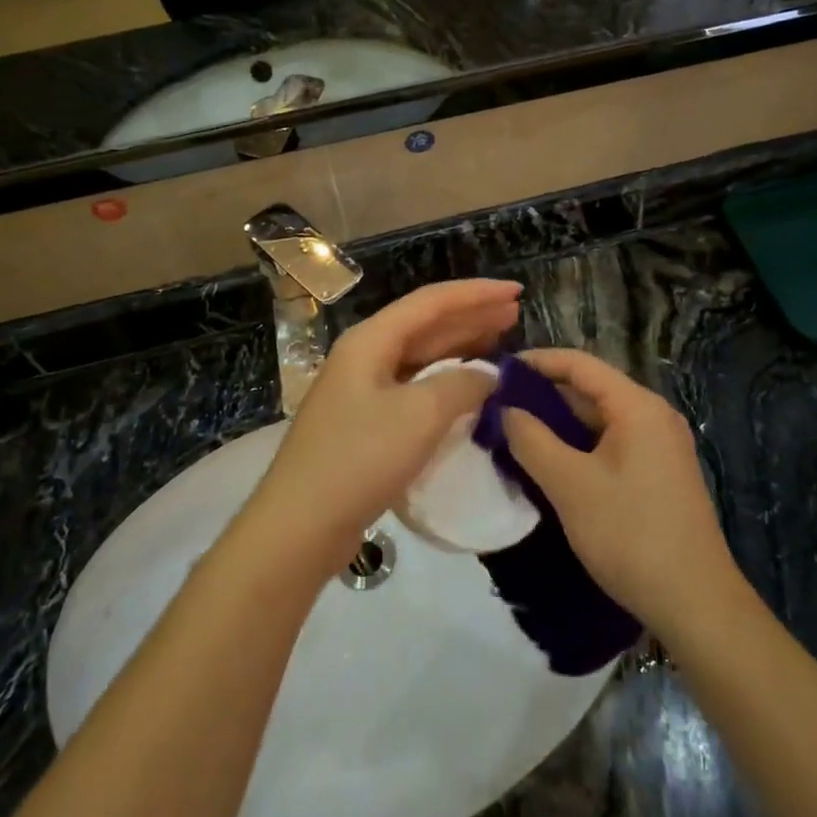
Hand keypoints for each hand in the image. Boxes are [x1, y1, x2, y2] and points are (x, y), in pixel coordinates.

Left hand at [244, 279, 522, 574]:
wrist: (300, 526)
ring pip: (421, 356)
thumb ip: (461, 385)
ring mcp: (363, 390)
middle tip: (515, 312)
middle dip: (471, 316)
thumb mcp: (420, 415)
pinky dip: (446, 381)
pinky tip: (469, 387)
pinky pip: (415, 386)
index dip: (476, 293)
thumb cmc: (359, 459)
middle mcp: (364, 356)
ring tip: (500, 340)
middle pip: (426, 324)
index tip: (517, 291)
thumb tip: (489, 376)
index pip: (431, 302)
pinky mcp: (366, 423)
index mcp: (370, 341)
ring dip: (461, 346)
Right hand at [501, 349, 740, 636]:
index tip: (497, 371)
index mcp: (637, 406)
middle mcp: (653, 416)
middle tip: (498, 407)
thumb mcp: (570, 485)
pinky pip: (611, 444)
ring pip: (600, 420)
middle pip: (591, 390)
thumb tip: (506, 410)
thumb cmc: (630, 535)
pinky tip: (550, 464)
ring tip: (515, 433)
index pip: (580, 364)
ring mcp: (660, 446)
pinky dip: (579, 446)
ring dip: (559, 424)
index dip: (537, 362)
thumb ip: (532, 440)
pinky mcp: (659, 474)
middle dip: (544, 395)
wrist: (695, 604)